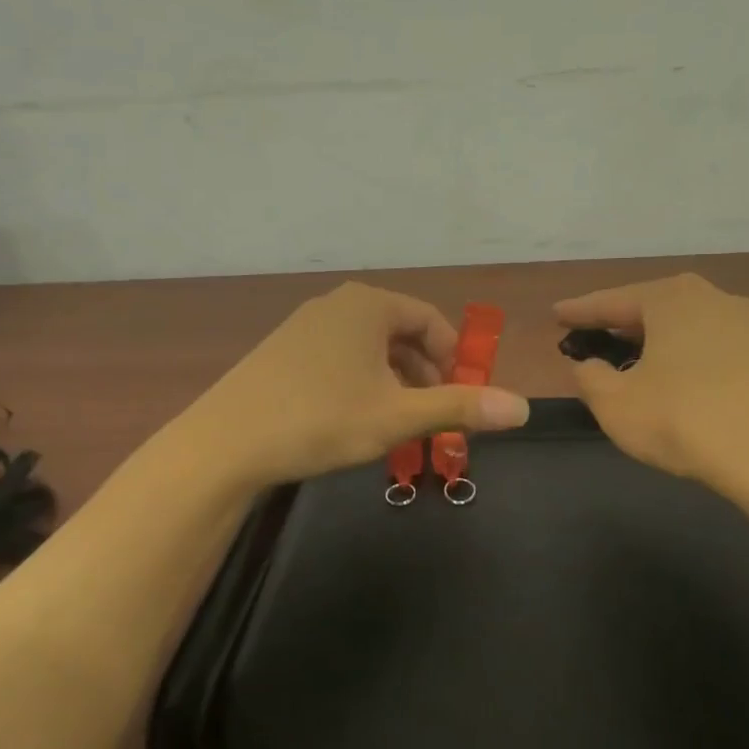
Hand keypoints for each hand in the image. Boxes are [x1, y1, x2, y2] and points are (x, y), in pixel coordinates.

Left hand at [178, 282, 530, 489]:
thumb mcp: (397, 416)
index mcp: (369, 305)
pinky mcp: (282, 350)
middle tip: (431, 417)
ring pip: (369, 349)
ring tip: (396, 425)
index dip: (455, 359)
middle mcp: (337, 304)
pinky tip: (352, 420)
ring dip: (393, 383)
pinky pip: (339, 358)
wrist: (225, 444)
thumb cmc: (320, 419)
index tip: (461, 398)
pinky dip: (360, 384)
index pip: (431, 321)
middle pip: (401, 333)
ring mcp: (305, 325)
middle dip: (424, 375)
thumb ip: (460, 407)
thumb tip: (523, 407)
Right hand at [555, 273, 748, 502]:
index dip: (579, 311)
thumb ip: (591, 379)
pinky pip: (716, 348)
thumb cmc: (689, 422)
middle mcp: (714, 298)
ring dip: (658, 343)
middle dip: (621, 324)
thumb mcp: (618, 406)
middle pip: (653, 307)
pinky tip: (684, 385)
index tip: (556, 314)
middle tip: (594, 338)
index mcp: (671, 298)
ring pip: (688, 327)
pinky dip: (690, 360)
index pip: (611, 301)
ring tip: (637, 363)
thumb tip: (589, 366)